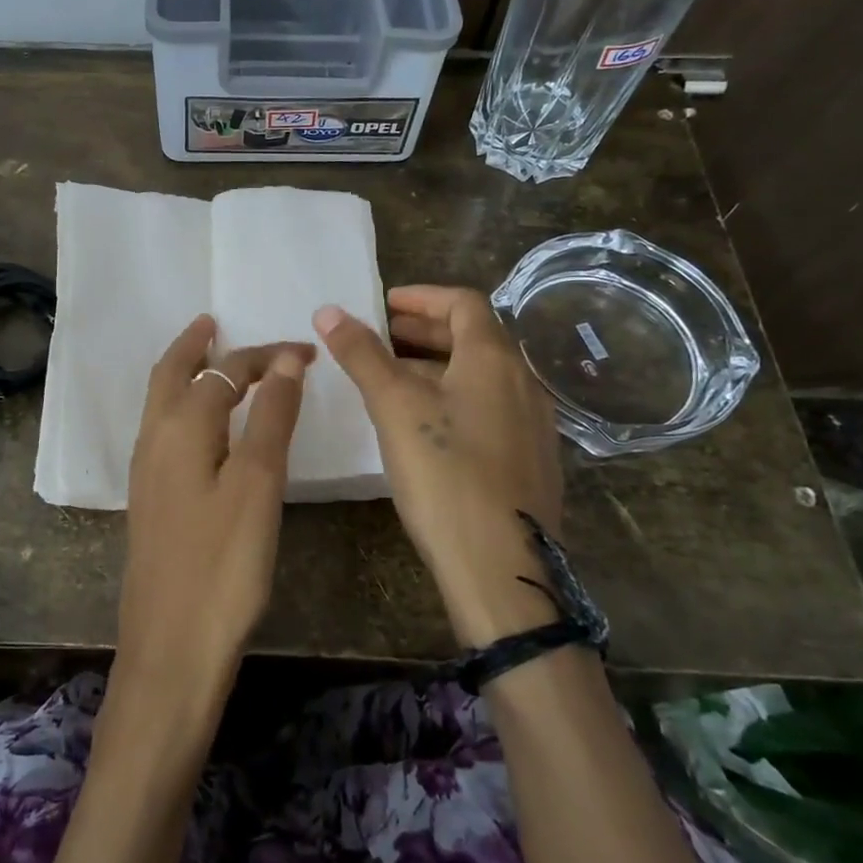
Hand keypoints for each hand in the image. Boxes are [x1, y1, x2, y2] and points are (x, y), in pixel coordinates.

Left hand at [118, 315, 312, 703]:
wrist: (171, 647)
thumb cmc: (223, 564)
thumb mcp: (257, 484)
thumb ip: (271, 418)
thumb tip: (286, 360)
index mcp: (180, 428)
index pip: (225, 371)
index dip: (266, 356)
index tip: (305, 351)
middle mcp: (154, 440)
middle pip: (170, 375)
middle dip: (194, 345)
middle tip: (214, 322)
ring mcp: (147, 472)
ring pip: (161, 403)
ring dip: (184, 374)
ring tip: (210, 360)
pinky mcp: (151, 500)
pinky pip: (164, 431)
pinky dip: (182, 407)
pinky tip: (203, 426)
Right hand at [314, 285, 565, 646]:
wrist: (503, 567)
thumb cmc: (445, 474)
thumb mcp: (394, 407)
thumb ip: (362, 355)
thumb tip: (328, 310)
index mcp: (494, 359)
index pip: (462, 303)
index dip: (421, 296)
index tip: (384, 304)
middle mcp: (523, 381)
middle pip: (474, 337)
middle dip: (426, 330)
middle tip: (383, 335)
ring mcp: (534, 423)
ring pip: (482, 375)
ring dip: (438, 365)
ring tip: (394, 378)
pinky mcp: (532, 459)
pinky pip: (491, 407)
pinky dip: (456, 397)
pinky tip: (428, 426)